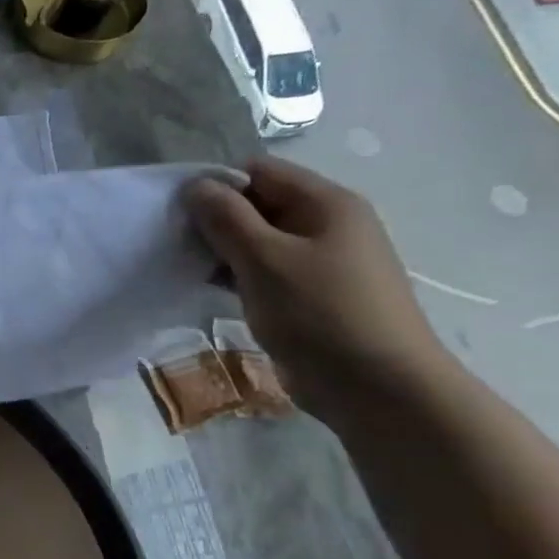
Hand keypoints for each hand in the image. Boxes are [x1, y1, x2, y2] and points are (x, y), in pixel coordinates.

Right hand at [184, 159, 453, 422]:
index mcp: (326, 203)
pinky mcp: (311, 294)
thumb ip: (225, 218)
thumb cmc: (320, 313)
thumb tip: (194, 185)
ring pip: (258, 239)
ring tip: (190, 270)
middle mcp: (328, 224)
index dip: (216, 186)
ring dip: (222, 251)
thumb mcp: (264, 259)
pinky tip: (211, 291)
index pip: (259, 172)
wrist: (378, 386)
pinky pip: (266, 270)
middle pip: (258, 203)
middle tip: (180, 246)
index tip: (181, 216)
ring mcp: (322, 261)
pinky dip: (237, 275)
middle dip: (215, 220)